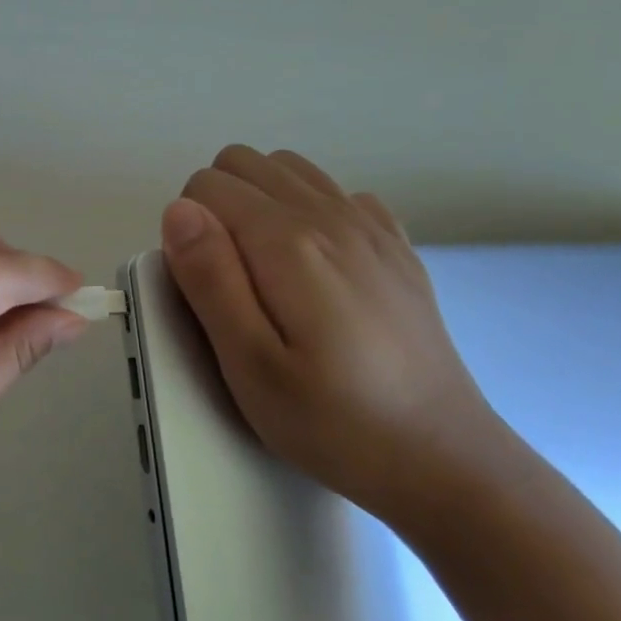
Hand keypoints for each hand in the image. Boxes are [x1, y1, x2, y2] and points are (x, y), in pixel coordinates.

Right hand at [160, 145, 510, 528]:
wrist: (441, 457)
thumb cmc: (331, 420)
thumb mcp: (249, 365)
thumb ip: (209, 279)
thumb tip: (179, 211)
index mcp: (287, 242)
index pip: (205, 188)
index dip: (189, 234)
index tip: (208, 290)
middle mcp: (330, 215)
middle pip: (243, 163)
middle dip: (217, 207)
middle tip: (230, 282)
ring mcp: (370, 225)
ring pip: (287, 168)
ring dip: (259, 201)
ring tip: (265, 270)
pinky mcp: (394, 245)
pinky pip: (335, 192)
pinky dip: (309, 210)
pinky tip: (315, 267)